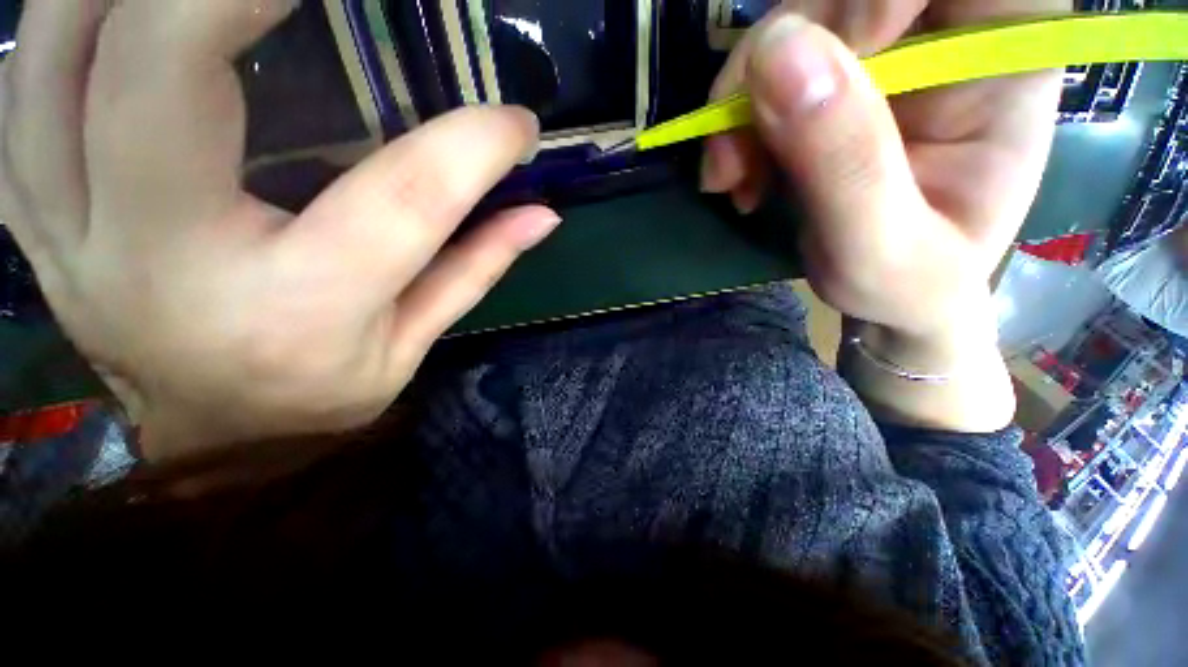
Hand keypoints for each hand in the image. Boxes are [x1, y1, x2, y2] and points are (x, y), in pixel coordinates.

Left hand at [0, 1, 559, 462]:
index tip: (515, 122)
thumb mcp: (415, 341)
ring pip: (55, 61)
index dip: (471, 148)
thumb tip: (542, 215)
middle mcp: (166, 263)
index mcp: (299, 310)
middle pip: (160, 79)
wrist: (212, 438)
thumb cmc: (323, 393)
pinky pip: (21, 92)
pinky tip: (115, 6)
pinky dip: (61, 21)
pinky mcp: (35, 217)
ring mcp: (73, 233)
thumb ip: (478, 266)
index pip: (403, 201)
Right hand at [701, 0, 1066, 337]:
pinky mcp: (832, 84)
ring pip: (792, 28)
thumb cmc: (909, 286)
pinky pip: (766, 71)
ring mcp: (884, 57)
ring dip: (740, 103)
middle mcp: (948, 38)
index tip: (826, 63)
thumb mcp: (879, 247)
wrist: (891, 297)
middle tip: (734, 155)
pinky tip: (736, 174)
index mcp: (1004, 61)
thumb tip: (777, 54)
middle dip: (774, 63)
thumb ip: (845, 160)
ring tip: (730, 178)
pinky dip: (735, 121)